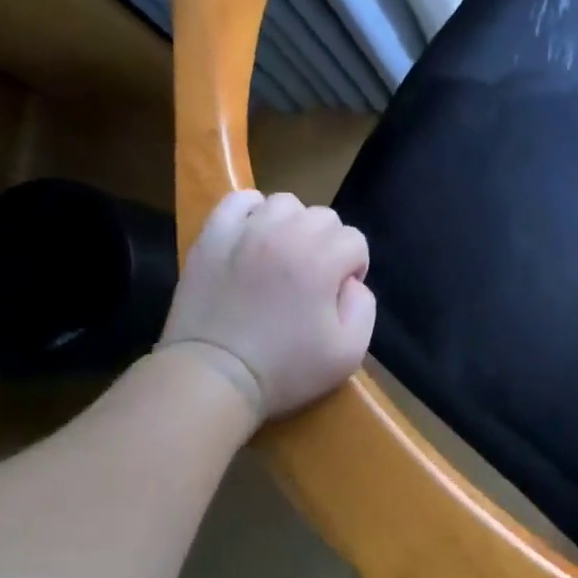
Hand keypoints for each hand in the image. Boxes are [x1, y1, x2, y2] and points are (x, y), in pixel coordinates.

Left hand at [158, 190, 374, 422]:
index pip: (355, 240)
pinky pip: (239, 200)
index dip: (354, 267)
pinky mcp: (213, 235)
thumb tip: (352, 282)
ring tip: (282, 254)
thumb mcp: (349, 353)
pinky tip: (253, 234)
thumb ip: (365, 308)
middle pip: (324, 217)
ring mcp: (246, 231)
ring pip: (285, 203)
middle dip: (328, 244)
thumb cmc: (284, 370)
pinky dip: (252, 210)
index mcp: (321, 260)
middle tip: (312, 277)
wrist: (213, 378)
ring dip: (293, 224)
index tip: (337, 296)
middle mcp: (286, 234)